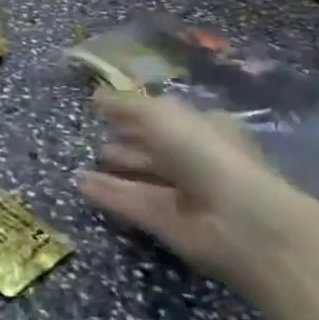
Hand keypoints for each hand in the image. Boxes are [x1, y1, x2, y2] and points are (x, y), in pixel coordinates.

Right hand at [78, 89, 318, 300]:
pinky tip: (80, 184)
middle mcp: (196, 160)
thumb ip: (126, 105)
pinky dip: (108, 194)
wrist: (238, 221)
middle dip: (127, 143)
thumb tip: (96, 96)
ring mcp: (184, 195)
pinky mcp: (169, 224)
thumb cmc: (204, 153)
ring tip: (81, 164)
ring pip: (143, 177)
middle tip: (95, 138)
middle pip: (155, 149)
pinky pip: (133, 203)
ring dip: (116, 170)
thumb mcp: (160, 115)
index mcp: (204, 128)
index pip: (167, 116)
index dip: (137, 112)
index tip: (106, 109)